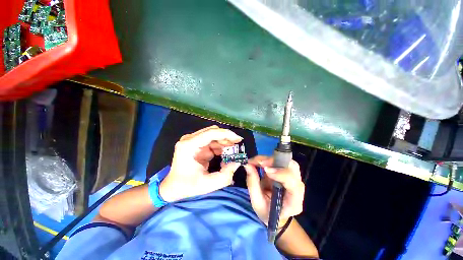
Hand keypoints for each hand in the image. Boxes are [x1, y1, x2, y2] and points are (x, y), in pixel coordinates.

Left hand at [159, 126, 241, 201]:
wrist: (172, 188)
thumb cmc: (186, 187)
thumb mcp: (207, 185)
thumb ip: (225, 176)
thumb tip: (237, 162)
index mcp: (189, 146)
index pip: (211, 133)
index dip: (226, 134)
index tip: (238, 140)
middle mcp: (190, 139)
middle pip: (213, 132)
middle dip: (227, 138)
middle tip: (237, 146)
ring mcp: (193, 141)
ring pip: (214, 135)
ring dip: (224, 143)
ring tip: (233, 152)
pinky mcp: (197, 144)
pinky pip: (212, 141)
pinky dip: (220, 147)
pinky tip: (225, 154)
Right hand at [244, 156, 304, 227]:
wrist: (275, 214)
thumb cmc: (267, 212)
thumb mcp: (257, 203)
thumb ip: (252, 184)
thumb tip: (247, 165)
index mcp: (294, 201)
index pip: (292, 182)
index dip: (279, 173)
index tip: (265, 169)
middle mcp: (298, 188)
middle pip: (292, 167)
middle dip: (275, 161)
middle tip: (259, 162)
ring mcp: (294, 178)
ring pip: (286, 161)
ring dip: (270, 159)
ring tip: (257, 162)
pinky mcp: (287, 173)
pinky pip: (280, 161)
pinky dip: (268, 160)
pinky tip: (259, 162)